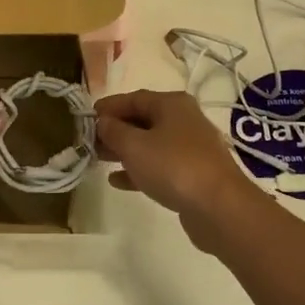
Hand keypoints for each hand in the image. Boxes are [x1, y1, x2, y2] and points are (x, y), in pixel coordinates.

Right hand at [95, 89, 266, 251]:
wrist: (219, 206)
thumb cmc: (173, 166)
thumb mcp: (134, 145)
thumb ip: (114, 131)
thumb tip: (103, 122)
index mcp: (172, 104)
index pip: (134, 98)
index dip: (109, 107)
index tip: (86, 118)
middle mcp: (184, 120)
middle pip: (143, 119)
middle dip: (115, 130)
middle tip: (90, 142)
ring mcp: (190, 148)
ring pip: (150, 143)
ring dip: (125, 150)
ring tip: (99, 159)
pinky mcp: (193, 174)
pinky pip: (159, 165)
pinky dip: (139, 169)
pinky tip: (118, 180)